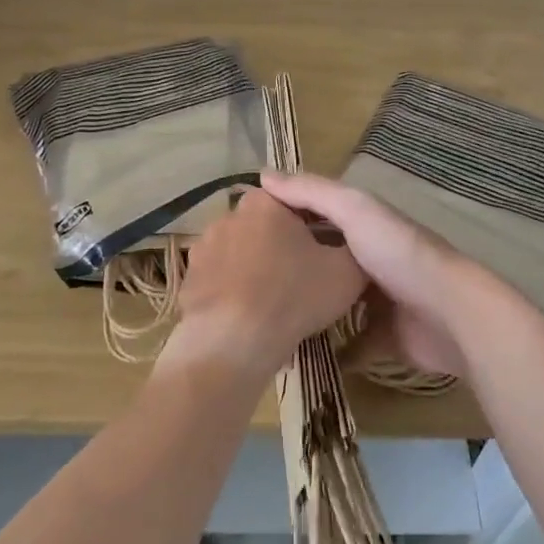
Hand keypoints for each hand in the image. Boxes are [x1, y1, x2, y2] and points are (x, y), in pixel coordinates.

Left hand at [172, 188, 365, 378]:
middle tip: (301, 278)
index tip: (325, 252)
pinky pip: (219, 280)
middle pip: (265, 226)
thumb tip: (355, 246)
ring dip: (254, 267)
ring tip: (273, 301)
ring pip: (239, 252)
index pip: (296, 202)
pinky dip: (232, 292)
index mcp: (265, 203)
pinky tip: (247, 316)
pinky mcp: (188, 279)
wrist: (233, 341)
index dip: (314, 226)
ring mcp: (202, 247)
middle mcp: (229, 215)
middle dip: (281, 245)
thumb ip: (355, 249)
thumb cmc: (294, 295)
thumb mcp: (346, 272)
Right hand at [259, 171, 485, 375]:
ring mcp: (378, 302)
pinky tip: (298, 352)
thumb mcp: (354, 210)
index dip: (285, 216)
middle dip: (293, 268)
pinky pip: (350, 345)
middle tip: (246, 280)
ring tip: (265, 317)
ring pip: (334, 303)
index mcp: (364, 225)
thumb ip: (313, 192)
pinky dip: (330, 350)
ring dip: (308, 309)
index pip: (317, 214)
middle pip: (324, 260)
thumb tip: (262, 175)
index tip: (243, 228)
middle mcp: (370, 259)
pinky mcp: (384, 339)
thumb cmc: (399, 254)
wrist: (450, 314)